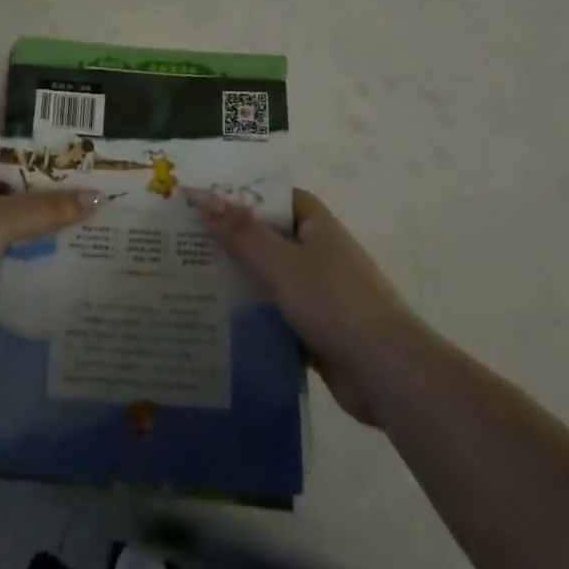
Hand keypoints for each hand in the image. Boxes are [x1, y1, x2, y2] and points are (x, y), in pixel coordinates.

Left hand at [0, 140, 99, 351]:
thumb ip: (47, 210)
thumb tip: (98, 198)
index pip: (4, 147)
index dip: (36, 147)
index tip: (76, 150)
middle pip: (12, 189)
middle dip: (48, 193)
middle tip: (96, 191)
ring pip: (10, 228)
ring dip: (41, 231)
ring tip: (90, 228)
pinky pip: (5, 262)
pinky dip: (27, 265)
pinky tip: (64, 268)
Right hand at [195, 188, 418, 426]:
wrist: (386, 373)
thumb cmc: (334, 303)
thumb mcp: (280, 263)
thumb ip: (239, 231)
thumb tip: (199, 194)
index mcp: (317, 227)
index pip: (276, 197)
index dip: (243, 194)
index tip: (203, 197)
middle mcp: (319, 254)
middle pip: (269, 237)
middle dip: (231, 238)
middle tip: (182, 238)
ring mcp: (319, 293)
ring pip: (269, 278)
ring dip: (238, 279)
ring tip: (187, 276)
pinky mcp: (315, 329)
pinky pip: (275, 313)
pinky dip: (251, 314)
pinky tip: (215, 319)